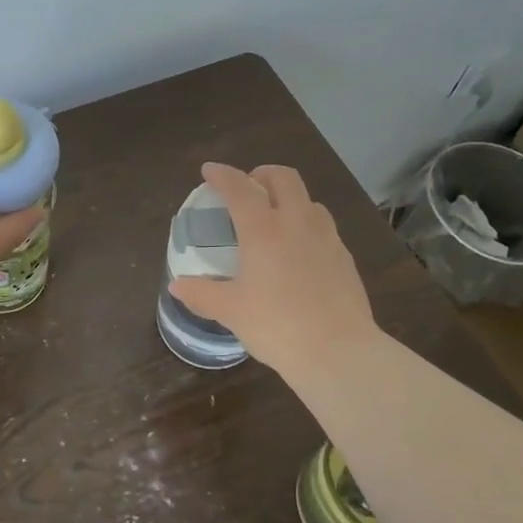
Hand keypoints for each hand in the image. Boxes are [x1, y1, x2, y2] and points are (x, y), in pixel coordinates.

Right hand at [168, 162, 380, 373]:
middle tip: (247, 189)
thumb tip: (178, 286)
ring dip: (288, 198)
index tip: (210, 170)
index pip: (240, 188)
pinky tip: (299, 252)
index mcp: (263, 230)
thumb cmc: (277, 326)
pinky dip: (306, 225)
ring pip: (308, 200)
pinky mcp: (345, 258)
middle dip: (262, 175)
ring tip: (275, 219)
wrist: (338, 351)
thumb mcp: (231, 311)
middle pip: (283, 178)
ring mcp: (326, 238)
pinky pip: (324, 227)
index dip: (223, 175)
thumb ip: (202, 294)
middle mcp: (297, 223)